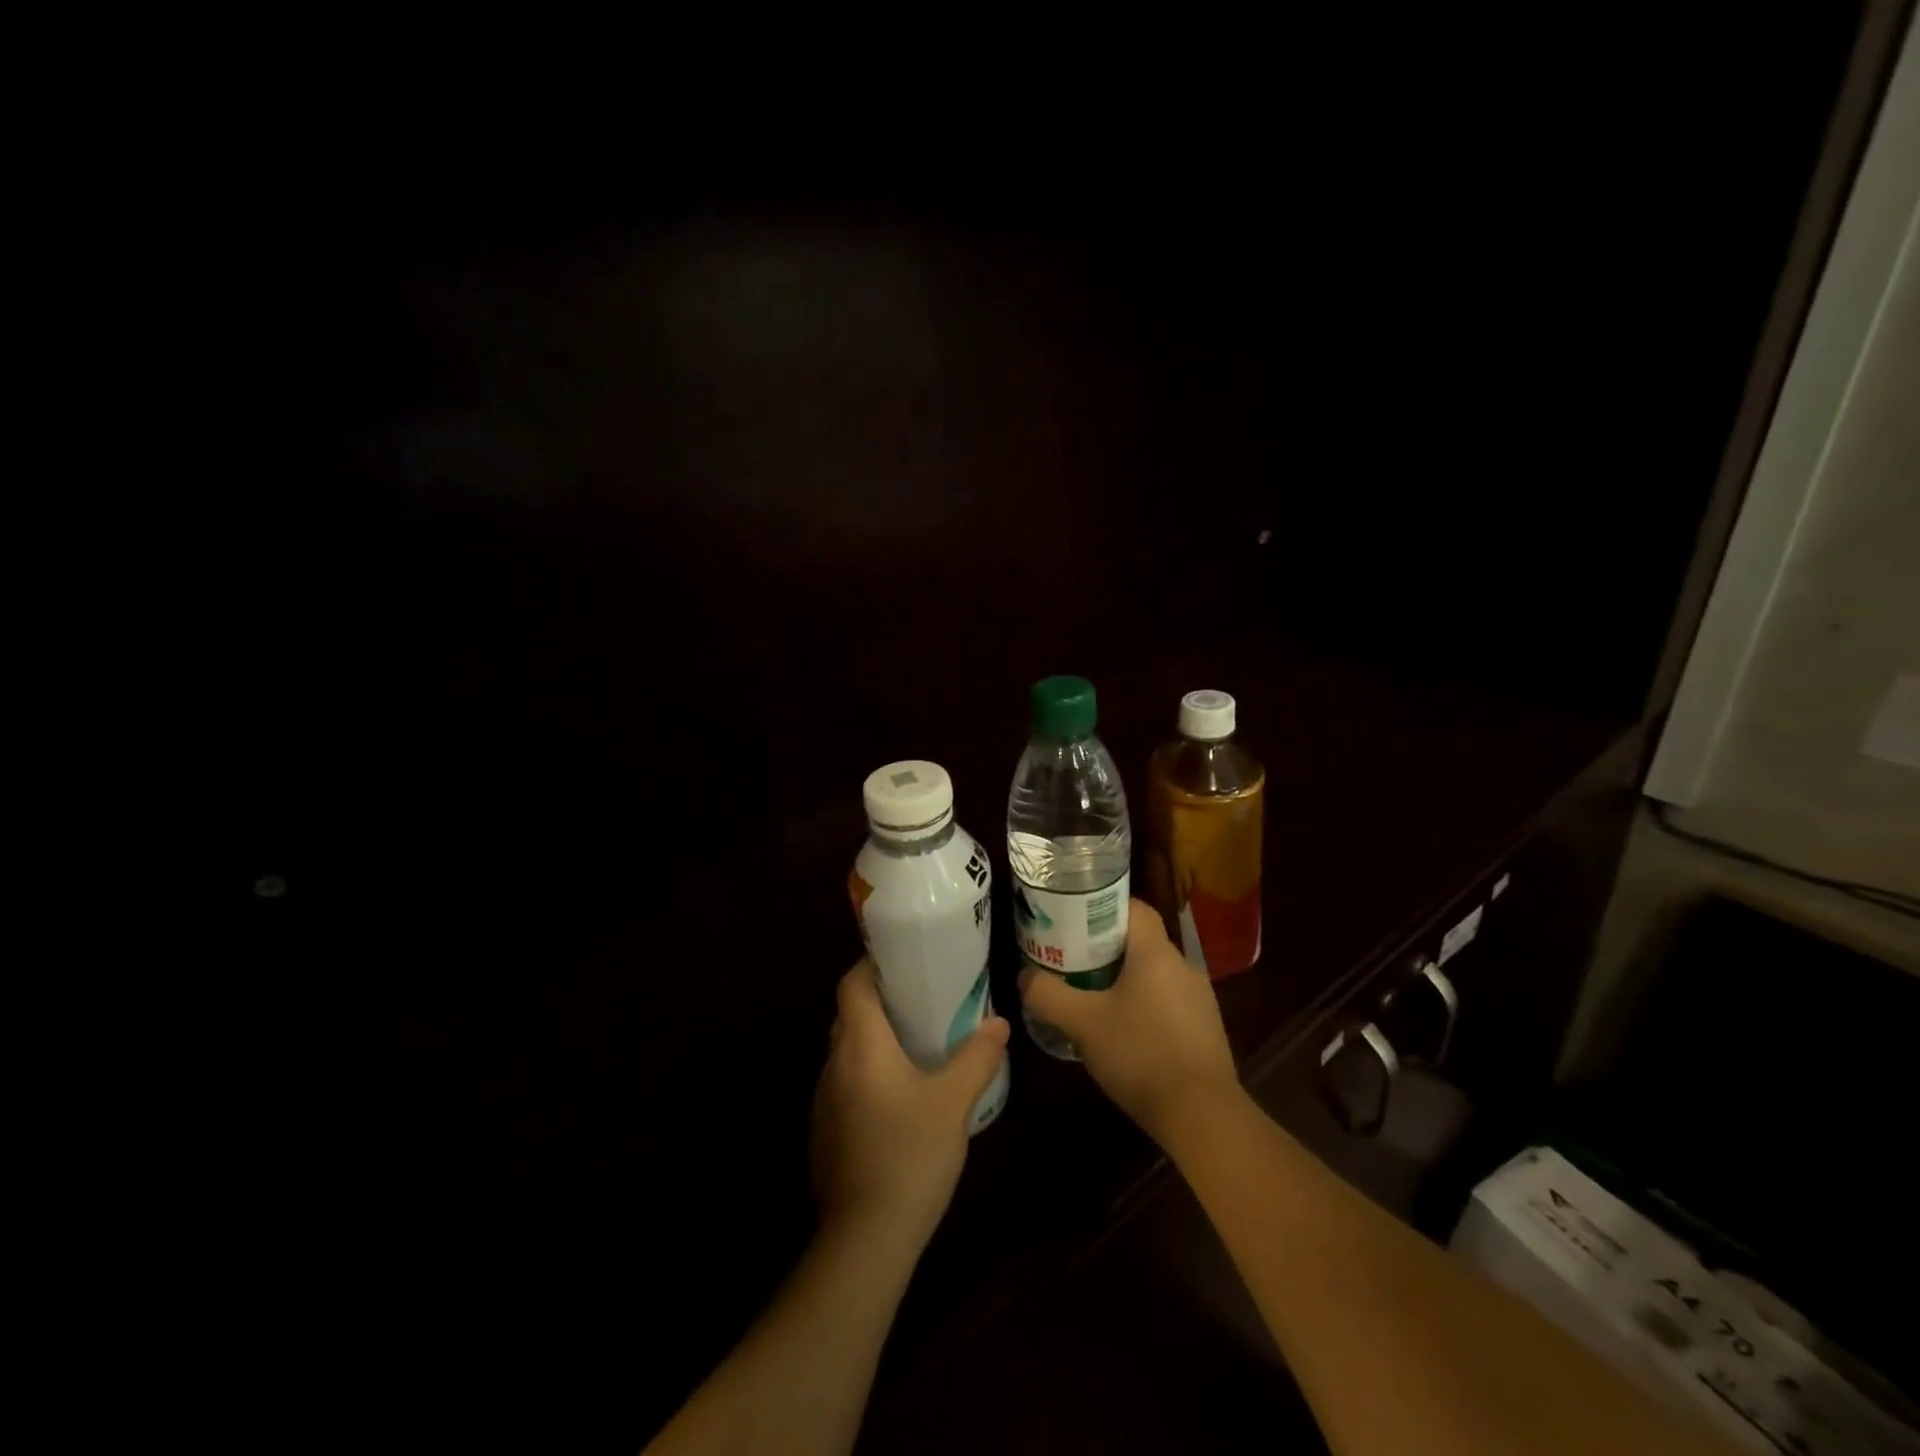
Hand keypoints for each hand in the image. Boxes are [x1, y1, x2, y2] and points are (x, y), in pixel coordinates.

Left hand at [811, 959, 1009, 1253]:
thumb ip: (977, 1057)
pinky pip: (845, 1085)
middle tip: (920, 1000)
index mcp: (860, 1044)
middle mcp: (834, 1064)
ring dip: (873, 1041)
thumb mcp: (954, 1102)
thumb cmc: (910, 1154)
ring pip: (846, 1052)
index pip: (851, 984)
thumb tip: (999, 1023)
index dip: (870, 966)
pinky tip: (899, 1098)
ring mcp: (824, 1101)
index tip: (902, 962)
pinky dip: (867, 1075)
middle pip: (848, 1015)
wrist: (865, 1239)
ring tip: (915, 1044)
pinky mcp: (825, 1132)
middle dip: (878, 1001)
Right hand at [1020, 899, 1240, 1143]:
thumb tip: (1024, 978)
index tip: (1073, 920)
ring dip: (1124, 980)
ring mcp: (1199, 999)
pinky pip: (1167, 1002)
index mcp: (1156, 952)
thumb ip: (1048, 995)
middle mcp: (1183, 966)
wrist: (1202, 1116)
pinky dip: (1143, 1006)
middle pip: (1140, 941)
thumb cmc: (1140, 1054)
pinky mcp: (1205, 1030)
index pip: (1133, 907)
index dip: (1102, 907)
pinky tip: (1122, 1033)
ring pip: (1153, 974)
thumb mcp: (1082, 1023)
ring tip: (1090, 997)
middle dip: (1104, 948)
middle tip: (1070, 960)